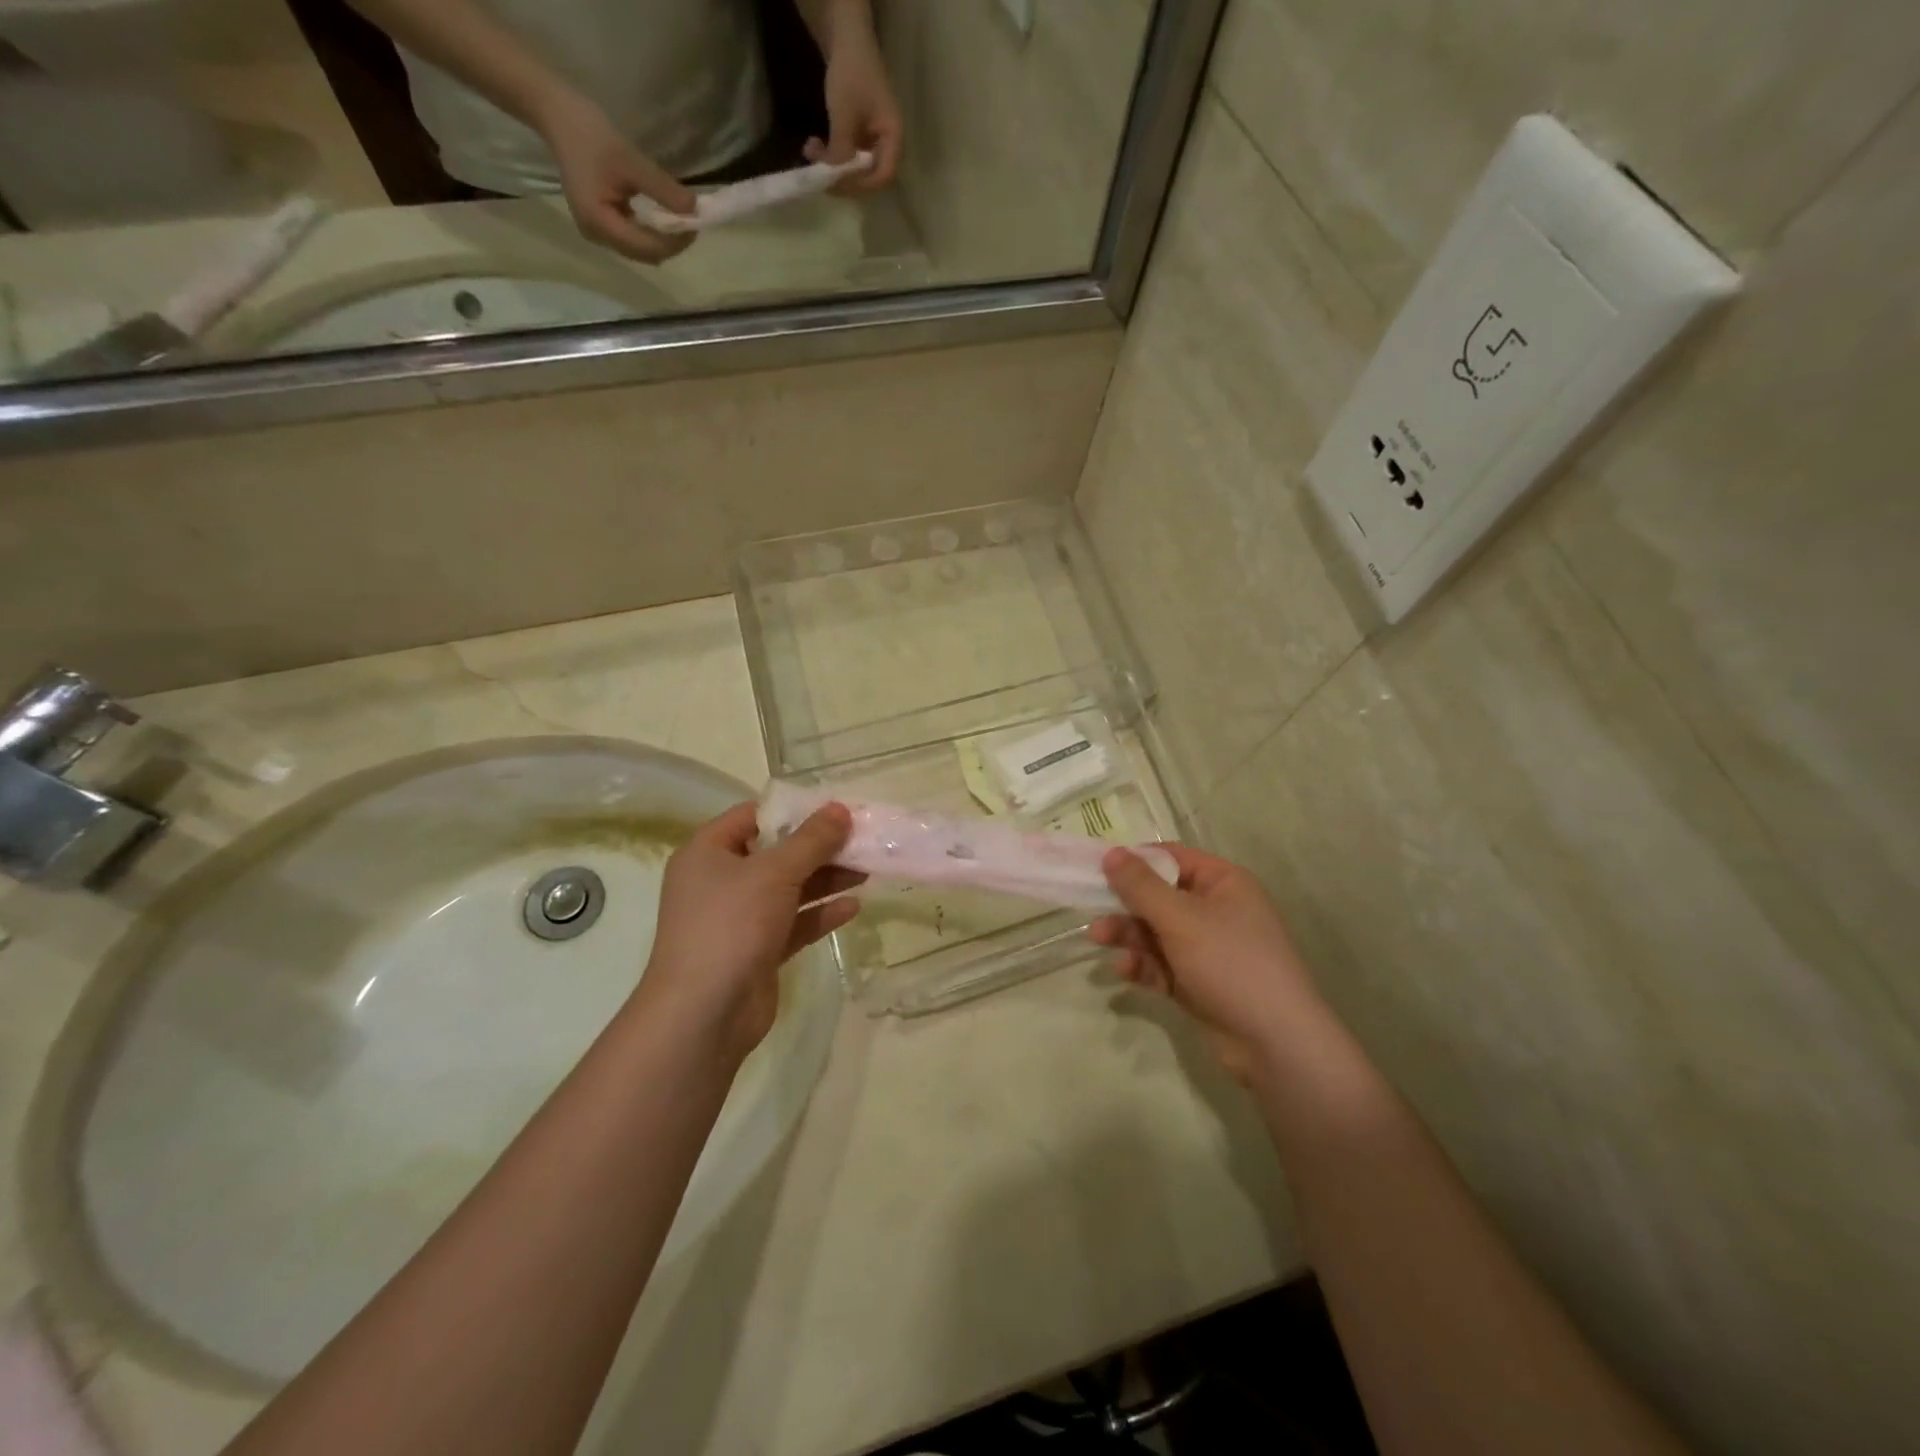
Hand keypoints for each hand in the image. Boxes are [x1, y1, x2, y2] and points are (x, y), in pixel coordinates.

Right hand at [535, 90, 696, 262]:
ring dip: (663, 239)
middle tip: (691, 223)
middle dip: (671, 243)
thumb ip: (662, 188)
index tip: (694, 223)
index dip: (675, 241)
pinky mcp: (601, 224)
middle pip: (645, 254)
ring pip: (641, 250)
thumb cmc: (588, 132)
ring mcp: (598, 232)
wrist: (556, 113)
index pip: (647, 248)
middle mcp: (598, 236)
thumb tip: (694, 209)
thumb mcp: (630, 159)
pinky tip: (663, 218)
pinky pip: (633, 237)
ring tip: (680, 221)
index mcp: (599, 223)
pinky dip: (652, 231)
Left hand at [639, 802, 862, 1063]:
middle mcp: (719, 881)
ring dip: (826, 879)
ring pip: (788, 889)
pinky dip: (820, 913)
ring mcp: (738, 918)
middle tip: (861, 839)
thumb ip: (812, 840)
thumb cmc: (731, 925)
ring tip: (868, 869)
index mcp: (708, 852)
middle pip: (776, 853)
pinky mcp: (757, 950)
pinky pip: (793, 922)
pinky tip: (854, 906)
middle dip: (819, 847)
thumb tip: (840, 809)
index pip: (752, 816)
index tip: (835, 808)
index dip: (793, 810)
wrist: (704, 1014)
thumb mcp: (775, 872)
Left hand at [803, 22, 901, 193]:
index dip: (862, 185)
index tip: (838, 182)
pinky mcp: (861, 136)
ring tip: (810, 152)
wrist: (847, 39)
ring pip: (855, 168)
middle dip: (843, 177)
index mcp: (893, 139)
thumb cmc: (852, 75)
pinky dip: (831, 155)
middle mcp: (887, 145)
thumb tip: (833, 179)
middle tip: (819, 172)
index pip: (884, 176)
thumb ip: (841, 150)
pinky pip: (848, 156)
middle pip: (869, 176)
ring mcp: (874, 140)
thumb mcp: (844, 116)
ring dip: (832, 166)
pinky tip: (814, 146)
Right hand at [1089, 845, 1327, 1082]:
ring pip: (1156, 932)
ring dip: (1128, 935)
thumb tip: (1111, 853)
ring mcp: (1207, 949)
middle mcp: (1216, 910)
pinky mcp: (1198, 982)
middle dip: (1125, 904)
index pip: (1172, 858)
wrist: (1275, 1043)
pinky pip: (1162, 964)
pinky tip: (1124, 972)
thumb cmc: (1231, 964)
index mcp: (1223, 883)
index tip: (1098, 867)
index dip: (1136, 860)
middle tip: (1091, 909)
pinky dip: (1143, 965)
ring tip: (1099, 939)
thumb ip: (1141, 886)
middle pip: (1159, 896)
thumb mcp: (1181, 919)